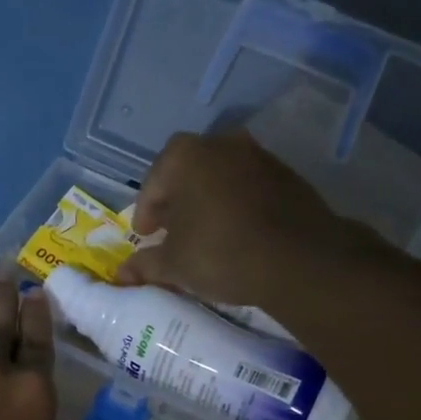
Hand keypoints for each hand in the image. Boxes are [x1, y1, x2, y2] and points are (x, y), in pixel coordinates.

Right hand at [115, 131, 360, 305]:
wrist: (300, 260)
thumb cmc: (221, 253)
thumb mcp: (174, 264)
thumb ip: (145, 264)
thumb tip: (121, 275)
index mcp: (184, 156)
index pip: (153, 184)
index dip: (145, 213)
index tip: (145, 235)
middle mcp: (221, 144)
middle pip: (187, 173)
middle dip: (176, 201)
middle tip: (171, 232)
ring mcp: (259, 156)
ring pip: (220, 177)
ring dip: (208, 200)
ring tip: (205, 233)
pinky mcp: (288, 176)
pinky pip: (249, 187)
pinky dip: (237, 204)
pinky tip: (238, 233)